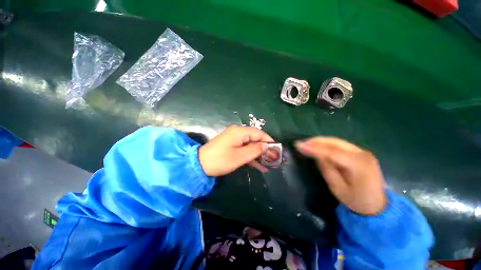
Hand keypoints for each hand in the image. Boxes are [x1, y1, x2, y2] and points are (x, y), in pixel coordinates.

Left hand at [199, 126, 274, 175]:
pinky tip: (260, 167)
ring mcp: (235, 140)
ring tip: (270, 165)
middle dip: (265, 150)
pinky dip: (251, 157)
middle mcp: (238, 133)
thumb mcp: (240, 156)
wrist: (200, 165)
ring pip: (251, 146)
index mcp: (240, 132)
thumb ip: (255, 150)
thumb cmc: (220, 160)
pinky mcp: (232, 146)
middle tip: (275, 160)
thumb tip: (267, 146)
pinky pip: (244, 150)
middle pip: (256, 139)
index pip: (259, 134)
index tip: (277, 150)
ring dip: (259, 155)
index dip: (269, 141)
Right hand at [295, 137, 386, 214]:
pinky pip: (339, 144)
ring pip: (337, 141)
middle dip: (316, 141)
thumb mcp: (338, 189)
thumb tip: (317, 156)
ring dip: (320, 141)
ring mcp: (362, 152)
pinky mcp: (359, 152)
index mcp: (359, 165)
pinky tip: (317, 145)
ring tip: (306, 143)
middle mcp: (362, 154)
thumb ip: (327, 169)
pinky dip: (326, 143)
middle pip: (335, 143)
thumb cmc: (356, 201)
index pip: (333, 152)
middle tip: (300, 143)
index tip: (299, 145)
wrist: (377, 206)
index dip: (314, 148)